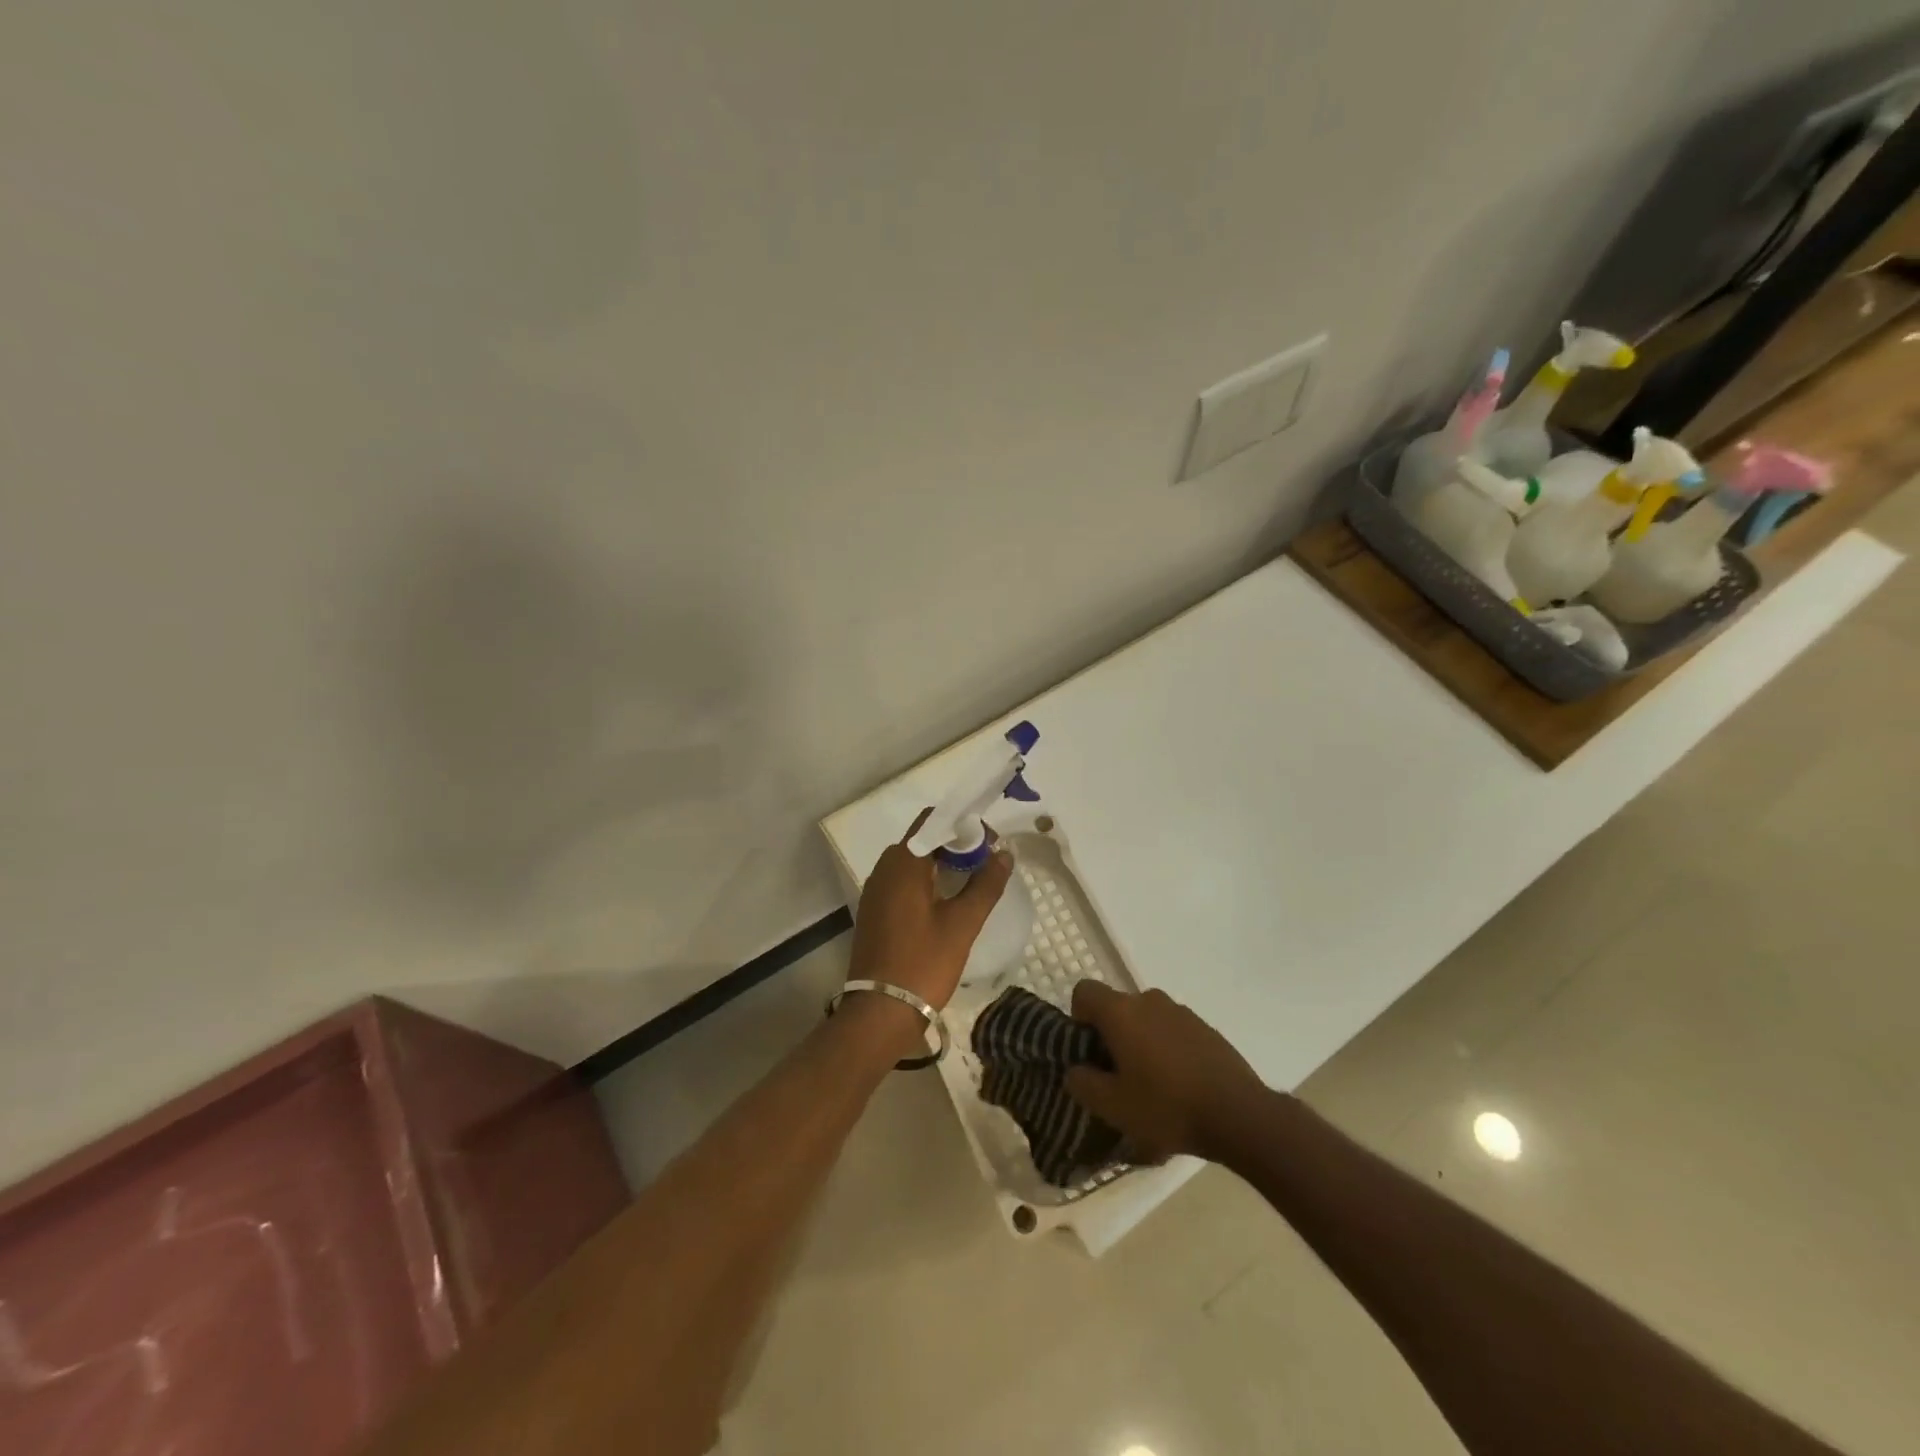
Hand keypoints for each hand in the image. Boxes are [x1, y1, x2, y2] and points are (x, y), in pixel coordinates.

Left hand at [847, 809, 1013, 1013]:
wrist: (880, 1012)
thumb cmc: (923, 963)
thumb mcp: (962, 924)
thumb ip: (986, 884)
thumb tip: (1004, 854)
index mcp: (903, 863)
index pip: (933, 820)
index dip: (964, 825)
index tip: (990, 844)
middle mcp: (884, 868)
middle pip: (923, 839)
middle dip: (956, 844)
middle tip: (986, 865)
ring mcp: (875, 890)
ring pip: (912, 862)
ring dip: (941, 864)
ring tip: (971, 883)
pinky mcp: (874, 910)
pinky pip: (902, 882)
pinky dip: (925, 882)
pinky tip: (946, 904)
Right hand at [1064, 981, 1268, 1162]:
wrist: (1238, 1114)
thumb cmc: (1166, 1107)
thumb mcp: (1113, 1107)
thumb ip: (1083, 1083)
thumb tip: (1075, 1070)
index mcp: (1121, 1011)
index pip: (1085, 991)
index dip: (1079, 1017)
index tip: (1089, 1050)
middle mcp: (1149, 1000)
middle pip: (1117, 1007)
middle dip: (1112, 1035)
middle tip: (1118, 1076)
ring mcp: (1181, 1011)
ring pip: (1146, 1019)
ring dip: (1141, 1042)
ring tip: (1152, 1084)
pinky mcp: (1205, 1027)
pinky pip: (1173, 1030)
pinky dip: (1168, 1048)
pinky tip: (1180, 1085)